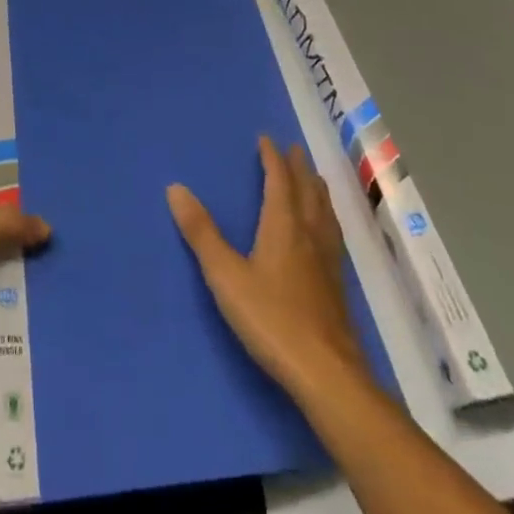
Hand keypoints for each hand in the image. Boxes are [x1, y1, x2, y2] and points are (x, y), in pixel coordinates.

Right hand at [168, 136, 363, 398]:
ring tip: (314, 180)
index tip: (266, 138)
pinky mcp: (337, 287)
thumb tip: (175, 188)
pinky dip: (326, 218)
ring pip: (324, 213)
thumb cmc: (271, 319)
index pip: (279, 181)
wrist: (327, 374)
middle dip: (298, 168)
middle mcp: (309, 235)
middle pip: (307, 191)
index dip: (272, 158)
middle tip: (294, 149)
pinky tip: (325, 234)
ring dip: (316, 190)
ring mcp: (327, 262)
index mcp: (283, 226)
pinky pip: (331, 235)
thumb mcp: (226, 275)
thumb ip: (201, 232)